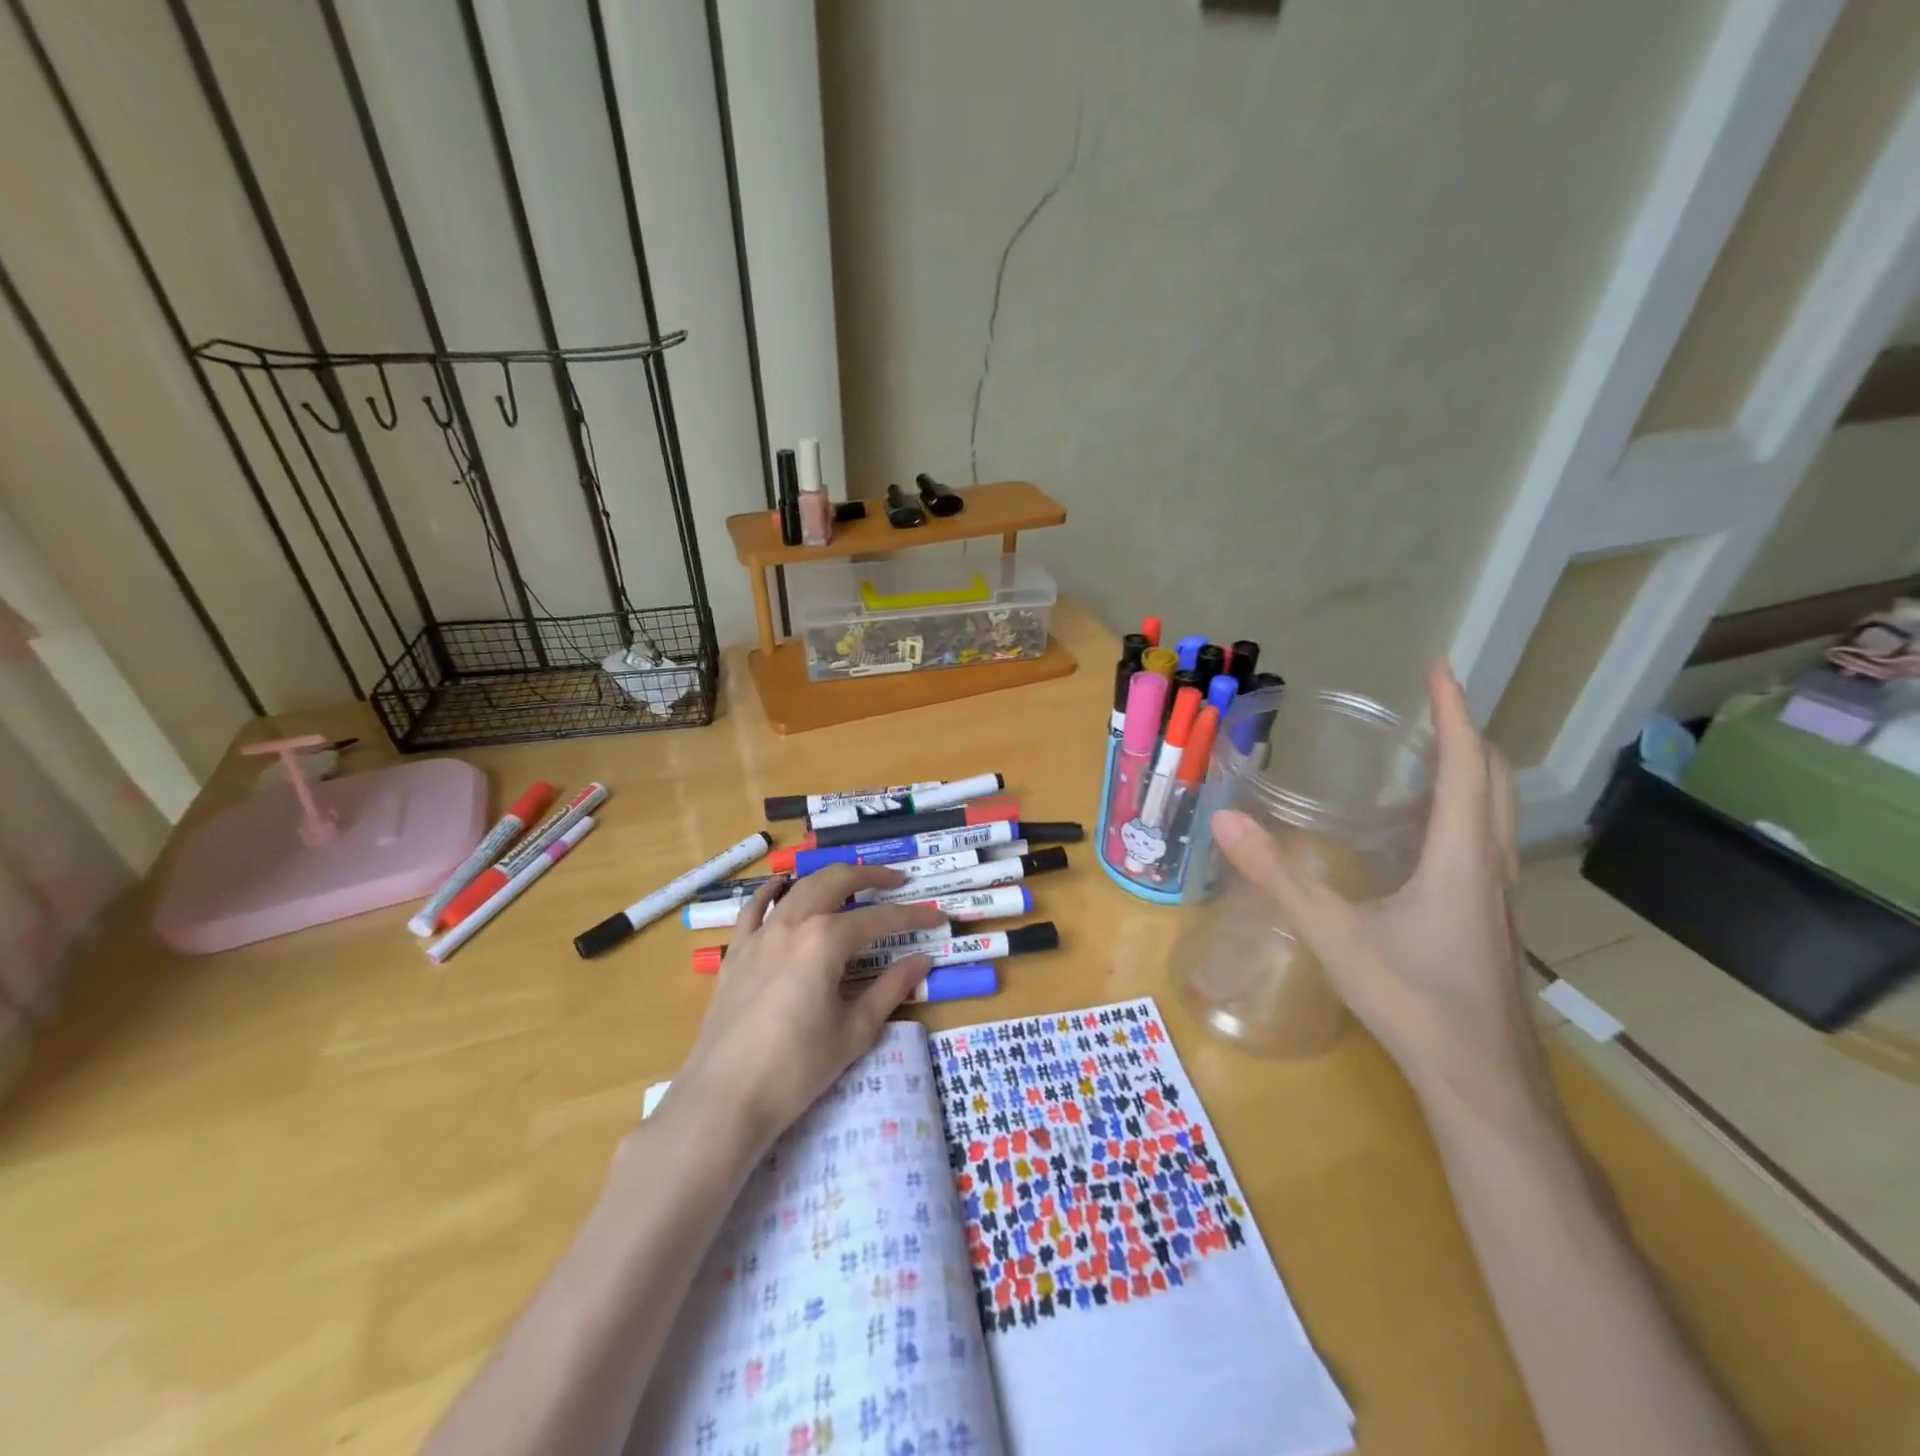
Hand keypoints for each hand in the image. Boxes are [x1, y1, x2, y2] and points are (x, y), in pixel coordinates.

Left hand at [664, 865, 945, 1154]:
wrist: (724, 1099)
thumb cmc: (796, 1069)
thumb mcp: (854, 1031)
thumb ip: (890, 989)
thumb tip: (922, 960)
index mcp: (826, 940)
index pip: (880, 919)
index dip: (913, 917)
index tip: (938, 918)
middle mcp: (793, 923)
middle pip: (836, 881)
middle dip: (871, 875)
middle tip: (898, 882)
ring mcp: (760, 934)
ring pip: (799, 888)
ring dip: (829, 878)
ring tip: (853, 882)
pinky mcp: (737, 952)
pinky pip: (754, 909)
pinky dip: (772, 891)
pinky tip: (782, 886)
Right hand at [1209, 663, 1545, 1106]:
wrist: (1482, 1081)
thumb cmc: (1412, 999)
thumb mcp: (1333, 932)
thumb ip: (1277, 876)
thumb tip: (1225, 820)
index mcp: (1461, 854)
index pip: (1464, 764)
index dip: (1453, 711)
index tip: (1438, 669)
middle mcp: (1492, 865)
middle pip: (1494, 780)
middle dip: (1466, 734)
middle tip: (1430, 708)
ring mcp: (1499, 896)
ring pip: (1497, 814)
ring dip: (1470, 773)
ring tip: (1427, 757)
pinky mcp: (1493, 921)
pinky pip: (1488, 844)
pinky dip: (1465, 812)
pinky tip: (1426, 837)